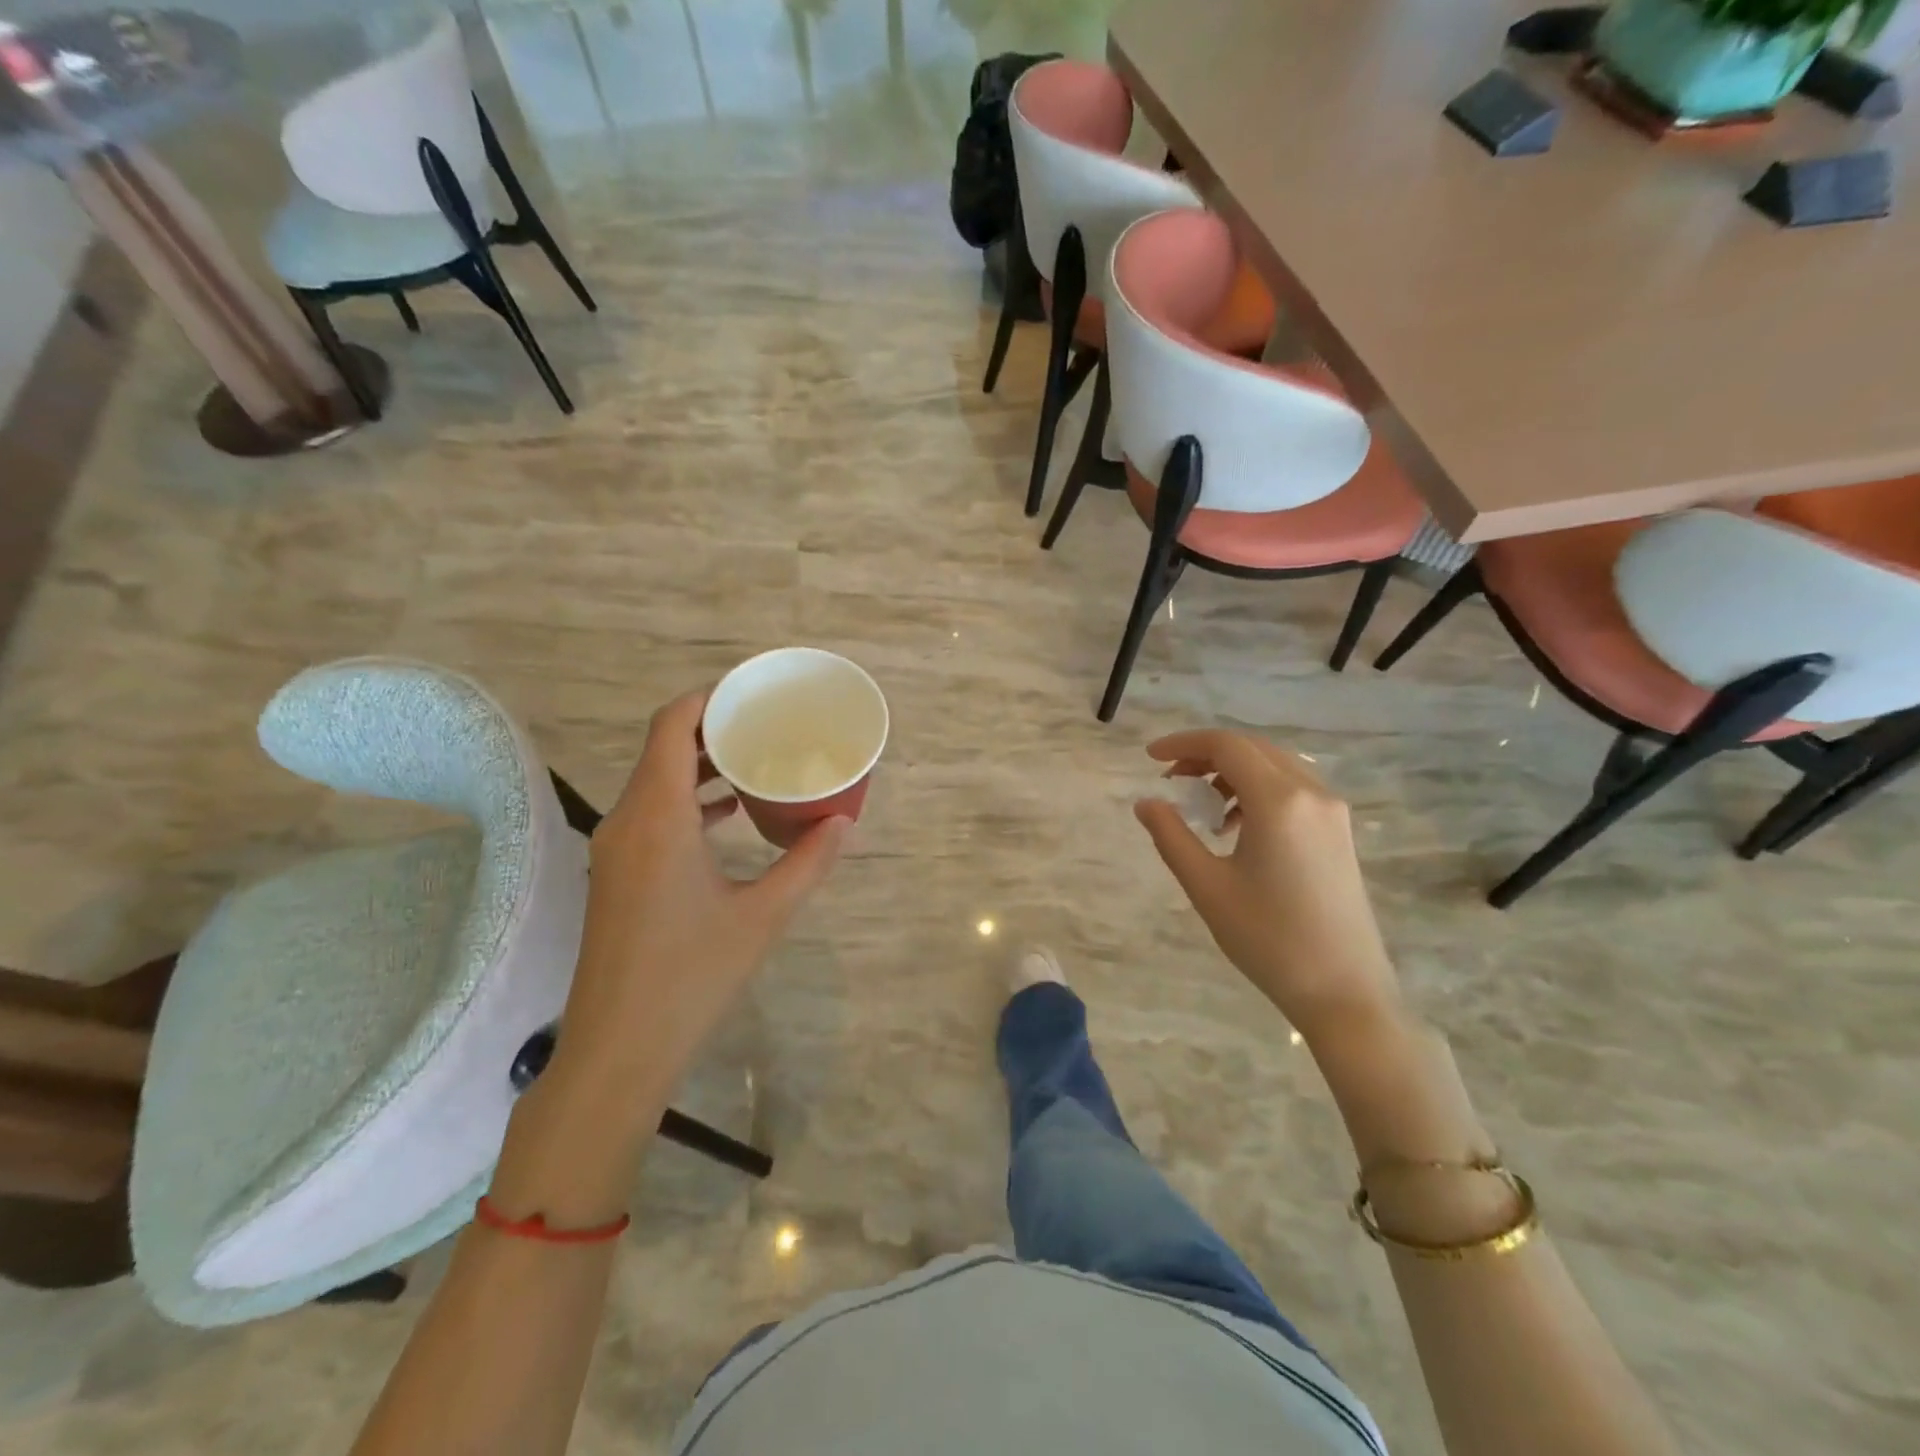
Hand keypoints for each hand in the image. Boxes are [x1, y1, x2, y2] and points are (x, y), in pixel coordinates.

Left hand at [555, 691, 847, 1094]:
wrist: (618, 1047)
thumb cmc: (692, 975)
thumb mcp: (763, 915)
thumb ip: (807, 862)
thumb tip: (844, 823)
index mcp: (658, 816)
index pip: (672, 725)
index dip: (709, 698)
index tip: (752, 692)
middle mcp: (628, 820)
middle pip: (663, 746)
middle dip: (713, 727)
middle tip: (767, 724)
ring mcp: (617, 848)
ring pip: (656, 780)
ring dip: (701, 764)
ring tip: (756, 761)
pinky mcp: (618, 872)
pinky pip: (652, 812)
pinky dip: (689, 798)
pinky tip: (729, 814)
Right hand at [1133, 729, 1399, 1040]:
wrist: (1344, 992)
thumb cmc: (1268, 939)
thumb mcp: (1207, 886)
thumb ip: (1171, 836)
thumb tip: (1146, 803)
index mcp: (1280, 801)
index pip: (1227, 746)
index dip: (1183, 743)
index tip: (1150, 757)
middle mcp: (1312, 794)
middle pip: (1252, 749)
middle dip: (1206, 754)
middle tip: (1170, 778)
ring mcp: (1333, 812)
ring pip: (1275, 766)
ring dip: (1233, 772)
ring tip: (1202, 806)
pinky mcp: (1340, 832)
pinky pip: (1294, 789)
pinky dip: (1258, 790)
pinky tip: (1237, 827)